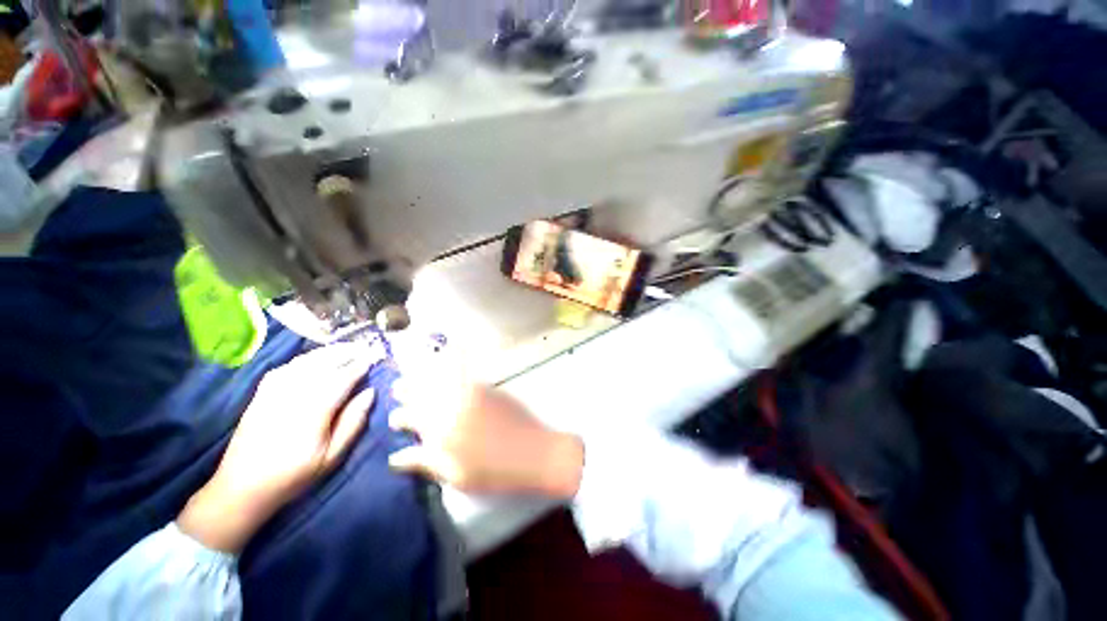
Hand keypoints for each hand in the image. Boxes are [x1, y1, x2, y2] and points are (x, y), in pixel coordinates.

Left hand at [178, 343, 377, 552]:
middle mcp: (292, 395)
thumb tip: (370, 392)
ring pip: (305, 362)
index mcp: (313, 412)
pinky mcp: (261, 393)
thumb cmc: (293, 475)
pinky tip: (316, 358)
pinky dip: (306, 358)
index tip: (375, 358)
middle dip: (346, 353)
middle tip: (365, 348)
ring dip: (328, 352)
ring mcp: (272, 392)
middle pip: (323, 364)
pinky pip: (287, 366)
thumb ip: (353, 422)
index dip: (360, 366)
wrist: (241, 488)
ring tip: (346, 349)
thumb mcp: (332, 456)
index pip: (342, 378)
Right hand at [386, 353, 583, 498]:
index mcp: (442, 432)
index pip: (413, 419)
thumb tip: (396, 457)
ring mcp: (471, 394)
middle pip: (424, 395)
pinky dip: (456, 358)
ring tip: (413, 369)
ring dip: (424, 373)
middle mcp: (453, 407)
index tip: (395, 418)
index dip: (401, 417)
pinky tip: (449, 348)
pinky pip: (466, 370)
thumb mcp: (456, 476)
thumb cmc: (495, 472)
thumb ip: (425, 462)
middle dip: (407, 390)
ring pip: (440, 380)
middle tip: (396, 388)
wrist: (533, 452)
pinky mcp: (487, 388)